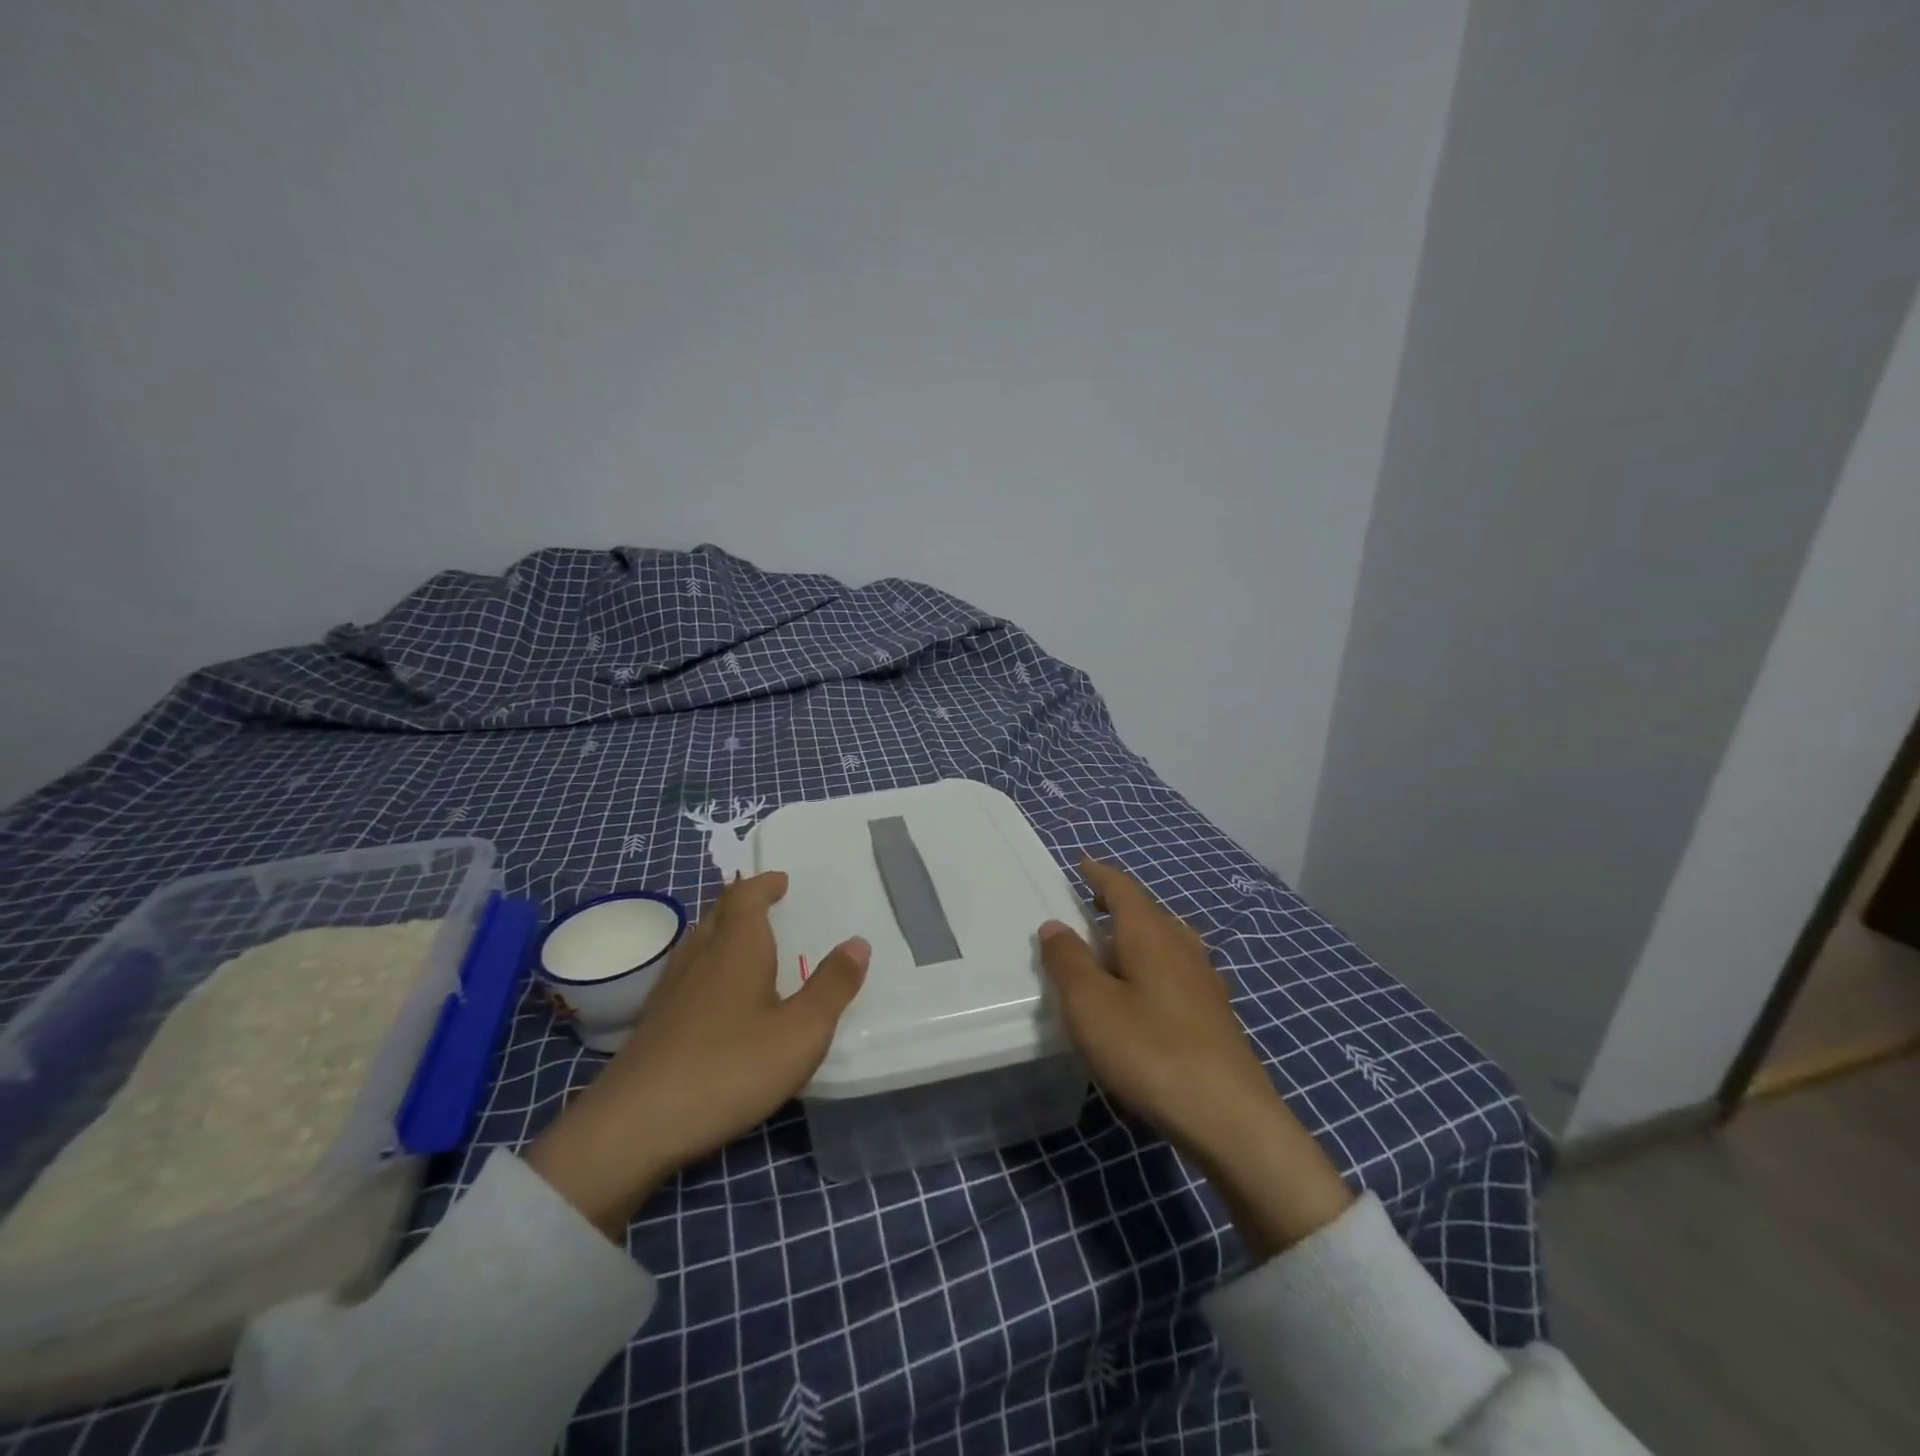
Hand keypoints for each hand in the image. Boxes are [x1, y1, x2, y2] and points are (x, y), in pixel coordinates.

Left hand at [526, 872, 868, 1237]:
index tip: (782, 881)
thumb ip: (832, 987)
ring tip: (745, 946)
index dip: (764, 884)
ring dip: (722, 932)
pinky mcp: (653, 1022)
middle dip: (743, 904)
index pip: (746, 896)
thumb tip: (858, 942)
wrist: (635, 1125)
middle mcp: (699, 957)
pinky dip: (707, 967)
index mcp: (736, 948)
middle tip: (769, 908)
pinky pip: (686, 974)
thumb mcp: (800, 1032)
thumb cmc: (729, 1069)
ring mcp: (669, 990)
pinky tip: (714, 998)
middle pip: (717, 913)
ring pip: (697, 942)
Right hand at [1038, 859, 1352, 1261]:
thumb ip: (1068, 961)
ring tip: (1114, 946)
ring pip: (1167, 939)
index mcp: (1150, 933)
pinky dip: (1154, 964)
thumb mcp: (1089, 1005)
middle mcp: (1182, 946)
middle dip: (1118, 902)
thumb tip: (1055, 926)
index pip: (1122, 888)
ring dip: (1138, 934)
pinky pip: (1177, 968)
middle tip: (1089, 905)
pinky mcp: (1215, 1013)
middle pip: (1148, 910)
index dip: (1099, 874)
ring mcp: (1205, 980)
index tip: (1082, 864)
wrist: (1230, 1118)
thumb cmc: (1149, 1050)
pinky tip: (1148, 992)